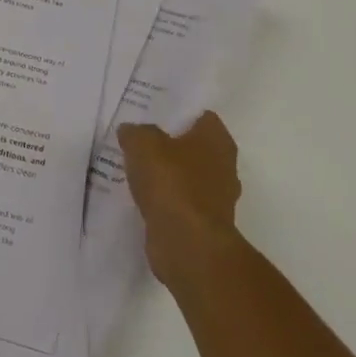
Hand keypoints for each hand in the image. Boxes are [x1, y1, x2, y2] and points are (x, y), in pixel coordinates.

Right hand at [118, 110, 243, 290]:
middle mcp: (224, 166)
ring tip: (135, 169)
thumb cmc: (171, 182)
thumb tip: (131, 132)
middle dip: (169, 144)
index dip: (176, 112)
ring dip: (166, 175)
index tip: (150, 113)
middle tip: (139, 139)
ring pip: (186, 176)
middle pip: (193, 147)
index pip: (200, 116)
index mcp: (217, 140)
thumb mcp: (142, 143)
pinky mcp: (203, 224)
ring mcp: (216, 198)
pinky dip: (164, 200)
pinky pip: (180, 202)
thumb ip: (136, 132)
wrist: (187, 244)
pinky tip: (141, 197)